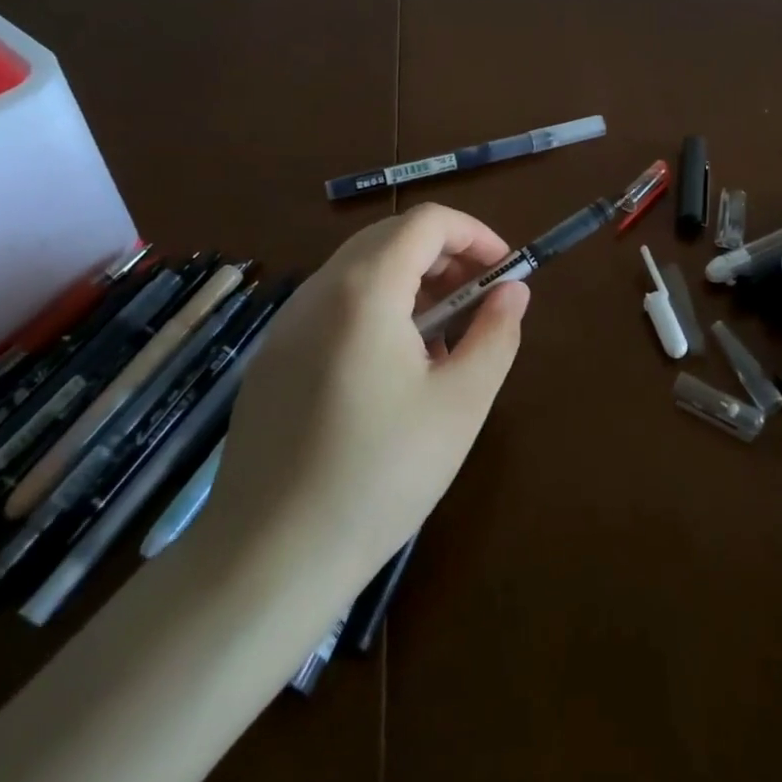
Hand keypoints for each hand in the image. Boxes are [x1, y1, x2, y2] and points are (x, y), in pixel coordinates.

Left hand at [196, 204, 528, 595]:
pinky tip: (395, 370)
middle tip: (480, 300)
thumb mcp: (461, 404)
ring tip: (444, 340)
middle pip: (390, 237)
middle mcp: (318, 292)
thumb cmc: (381, 475)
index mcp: (364, 291)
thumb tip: (512, 291)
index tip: (504, 272)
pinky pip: (334, 306)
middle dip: (445, 255)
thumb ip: (495, 334)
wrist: (269, 559)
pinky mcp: (273, 359)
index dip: (474, 234)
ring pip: (360, 271)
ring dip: (412, 282)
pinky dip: (377, 309)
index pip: (426, 222)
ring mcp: (287, 326)